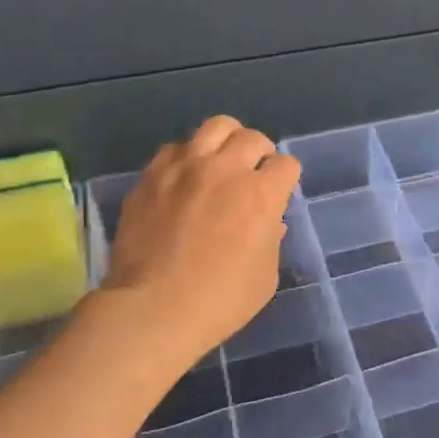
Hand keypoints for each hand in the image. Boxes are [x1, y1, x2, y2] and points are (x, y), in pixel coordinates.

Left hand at [103, 117, 301, 364]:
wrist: (152, 310)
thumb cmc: (219, 301)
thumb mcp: (265, 277)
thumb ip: (271, 240)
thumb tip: (268, 222)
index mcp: (260, 195)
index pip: (286, 165)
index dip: (285, 179)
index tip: (279, 193)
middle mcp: (225, 170)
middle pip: (252, 137)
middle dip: (260, 153)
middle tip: (253, 173)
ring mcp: (184, 168)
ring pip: (214, 127)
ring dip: (226, 142)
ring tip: (221, 161)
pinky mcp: (151, 176)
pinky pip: (175, 148)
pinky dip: (187, 157)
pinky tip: (184, 178)